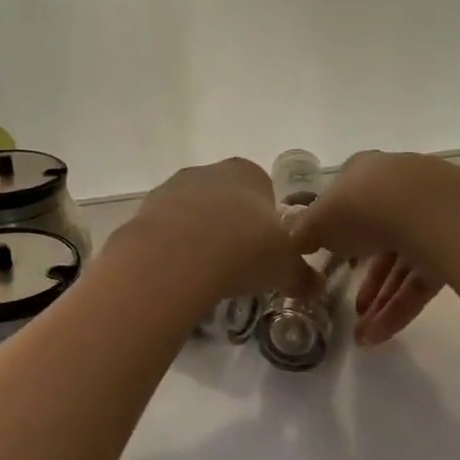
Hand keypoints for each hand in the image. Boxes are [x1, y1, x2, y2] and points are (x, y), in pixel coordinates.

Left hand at [117, 158, 321, 304]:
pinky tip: (179, 275)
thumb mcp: (285, 268)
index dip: (266, 222)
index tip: (264, 251)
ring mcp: (172, 188)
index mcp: (248, 173)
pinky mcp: (143, 211)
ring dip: (199, 238)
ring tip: (206, 275)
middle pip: (225, 200)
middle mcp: (209, 172)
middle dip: (231, 228)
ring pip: (192, 214)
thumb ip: (302, 276)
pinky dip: (172, 250)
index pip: (263, 191)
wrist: (175, 258)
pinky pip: (165, 231)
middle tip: (237, 265)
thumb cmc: (243, 250)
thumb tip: (316, 288)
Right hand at [289, 152, 445, 345]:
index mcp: (365, 173)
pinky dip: (400, 308)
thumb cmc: (361, 206)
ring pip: (400, 263)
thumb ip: (304, 231)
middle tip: (348, 306)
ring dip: (379, 300)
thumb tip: (295, 241)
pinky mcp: (454, 246)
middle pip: (377, 235)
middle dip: (362, 277)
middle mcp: (399, 189)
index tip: (328, 258)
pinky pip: (421, 281)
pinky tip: (379, 335)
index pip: (349, 200)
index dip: (337, 231)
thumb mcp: (318, 220)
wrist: (427, 210)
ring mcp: (430, 217)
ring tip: (361, 335)